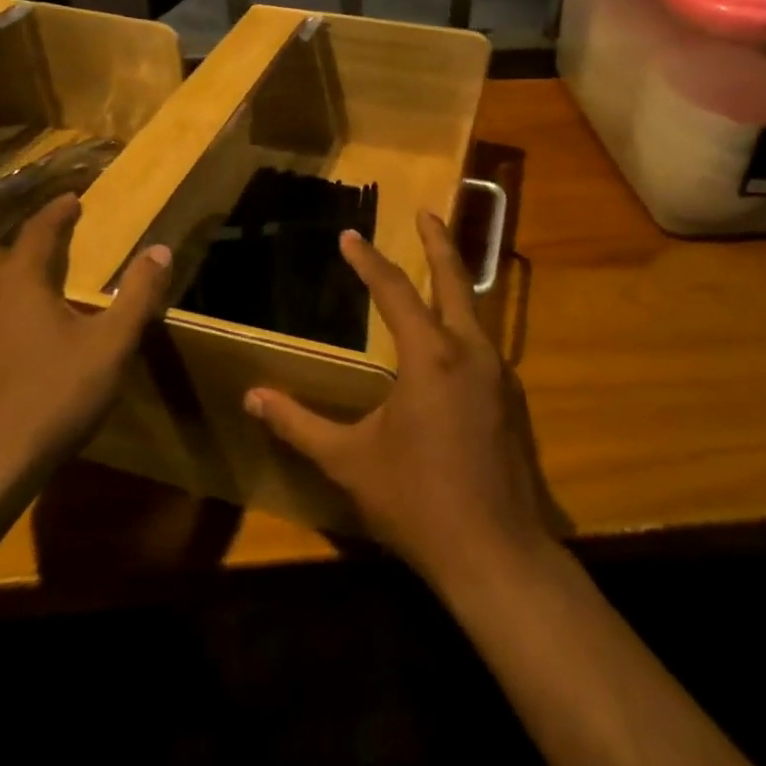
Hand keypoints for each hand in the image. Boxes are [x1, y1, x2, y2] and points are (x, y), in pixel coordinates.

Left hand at [0, 193, 170, 486]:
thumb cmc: (55, 396)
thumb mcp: (111, 345)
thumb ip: (137, 294)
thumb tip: (160, 251)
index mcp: (20, 282)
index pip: (38, 231)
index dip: (57, 212)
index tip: (72, 199)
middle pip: (5, 255)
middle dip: (31, 245)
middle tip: (57, 246)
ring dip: (8, 278)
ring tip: (34, 289)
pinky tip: (8, 336)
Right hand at [243, 210, 559, 589]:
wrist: (497, 554)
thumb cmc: (417, 501)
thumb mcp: (349, 461)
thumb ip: (299, 424)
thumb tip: (252, 398)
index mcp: (431, 356)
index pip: (394, 291)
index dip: (368, 261)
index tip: (350, 236)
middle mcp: (471, 352)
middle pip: (454, 280)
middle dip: (439, 242)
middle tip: (427, 211)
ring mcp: (500, 375)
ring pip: (476, 312)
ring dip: (455, 283)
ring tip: (438, 268)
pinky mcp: (513, 401)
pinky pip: (486, 346)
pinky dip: (465, 325)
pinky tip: (453, 343)